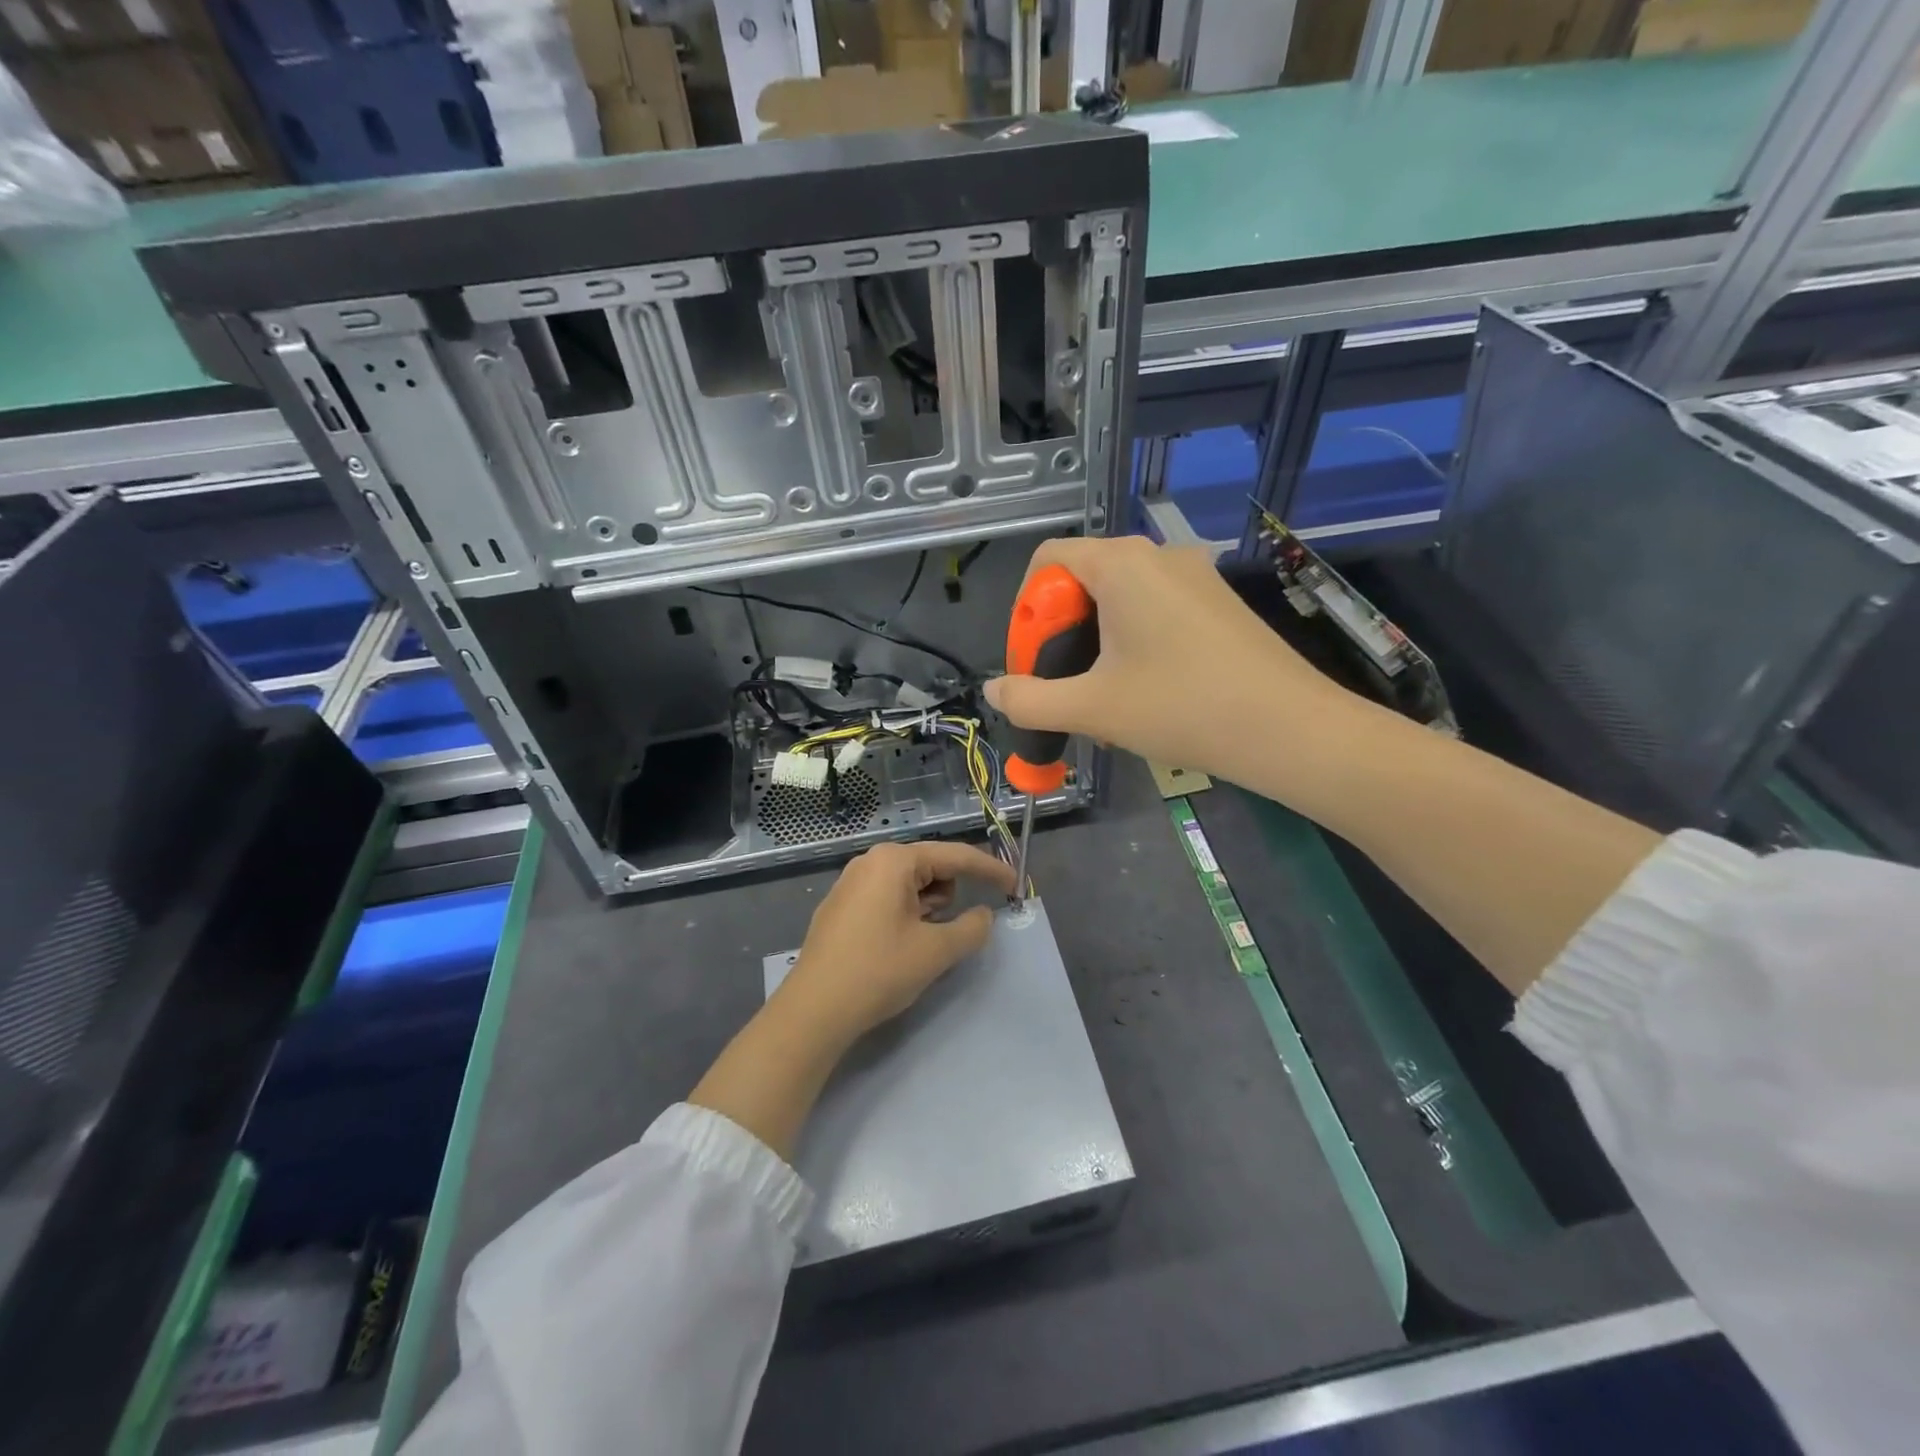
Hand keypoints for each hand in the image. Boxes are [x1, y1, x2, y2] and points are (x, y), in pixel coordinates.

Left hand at [780, 840, 1017, 1044]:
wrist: (814, 1011)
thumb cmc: (879, 971)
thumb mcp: (936, 951)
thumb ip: (971, 928)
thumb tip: (984, 916)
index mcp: (894, 860)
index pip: (955, 856)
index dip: (990, 871)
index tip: (1015, 886)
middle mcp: (870, 861)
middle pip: (931, 868)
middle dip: (950, 895)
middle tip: (949, 932)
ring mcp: (851, 883)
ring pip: (909, 886)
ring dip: (928, 908)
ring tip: (920, 944)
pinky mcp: (840, 907)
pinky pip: (887, 899)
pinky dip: (906, 915)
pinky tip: (898, 947)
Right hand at [983, 536, 1361, 787]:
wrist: (1290, 730)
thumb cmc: (1181, 708)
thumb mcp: (1093, 708)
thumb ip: (1031, 700)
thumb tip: (994, 690)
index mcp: (1122, 564)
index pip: (1048, 559)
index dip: (1027, 611)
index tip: (1033, 662)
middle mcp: (1157, 555)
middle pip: (1082, 577)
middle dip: (1059, 630)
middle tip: (1061, 684)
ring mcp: (1194, 576)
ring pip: (1119, 596)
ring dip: (1094, 640)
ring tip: (1099, 694)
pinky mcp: (1217, 601)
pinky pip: (1154, 607)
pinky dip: (1131, 639)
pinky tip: (1142, 689)